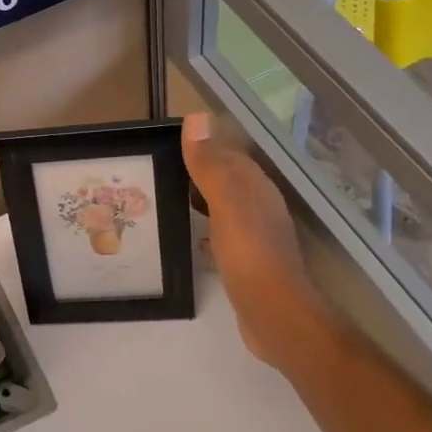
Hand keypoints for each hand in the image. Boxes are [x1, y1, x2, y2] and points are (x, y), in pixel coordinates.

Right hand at [182, 114, 336, 372]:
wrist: (274, 314)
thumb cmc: (249, 254)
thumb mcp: (225, 204)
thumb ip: (210, 164)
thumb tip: (196, 116)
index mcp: (255, 187)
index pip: (227, 154)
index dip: (200, 147)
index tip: (164, 146)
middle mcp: (259, 206)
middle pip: (225, 179)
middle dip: (196, 173)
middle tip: (157, 173)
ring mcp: (256, 234)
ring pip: (223, 206)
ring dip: (198, 200)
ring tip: (164, 199)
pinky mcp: (248, 260)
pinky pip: (222, 233)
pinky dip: (204, 228)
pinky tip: (187, 236)